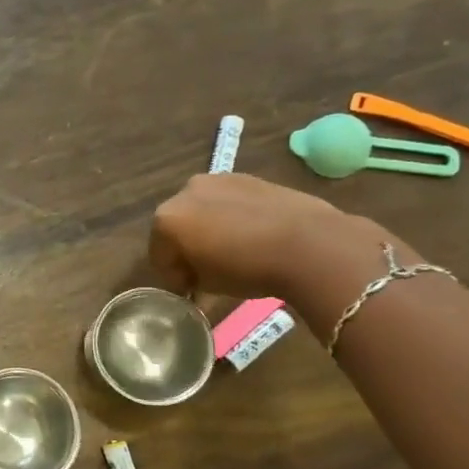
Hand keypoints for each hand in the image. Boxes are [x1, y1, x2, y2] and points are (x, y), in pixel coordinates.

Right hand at [149, 173, 377, 298]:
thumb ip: (191, 278)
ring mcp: (216, 180)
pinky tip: (252, 235)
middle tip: (207, 270)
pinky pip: (227, 201)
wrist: (310, 244)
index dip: (173, 276)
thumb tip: (194, 277)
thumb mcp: (209, 285)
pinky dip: (231, 216)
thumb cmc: (248, 268)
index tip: (190, 291)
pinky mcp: (246, 177)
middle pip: (176, 226)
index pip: (158, 254)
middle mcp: (184, 192)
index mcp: (166, 220)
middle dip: (187, 247)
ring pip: (201, 209)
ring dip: (208, 228)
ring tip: (233, 250)